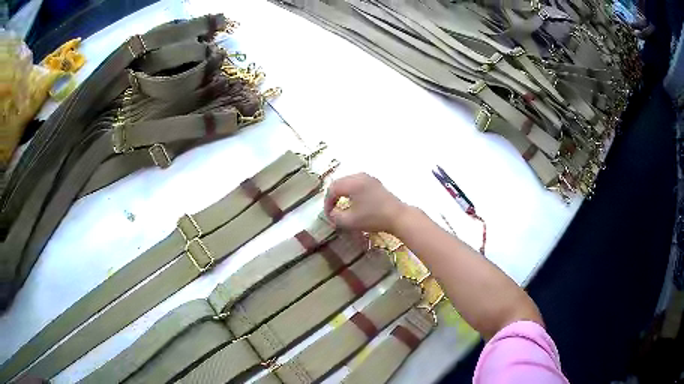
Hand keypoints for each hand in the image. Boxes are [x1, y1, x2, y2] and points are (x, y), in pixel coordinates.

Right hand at [324, 173, 407, 232]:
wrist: (398, 217)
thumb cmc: (373, 218)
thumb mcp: (350, 221)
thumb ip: (335, 216)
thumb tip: (331, 213)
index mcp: (352, 183)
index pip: (332, 189)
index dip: (327, 202)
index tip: (328, 215)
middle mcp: (359, 176)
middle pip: (339, 183)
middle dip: (333, 196)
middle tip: (332, 210)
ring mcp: (368, 178)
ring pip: (348, 182)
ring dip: (341, 193)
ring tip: (341, 206)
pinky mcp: (375, 183)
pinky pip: (357, 183)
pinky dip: (351, 191)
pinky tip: (353, 202)